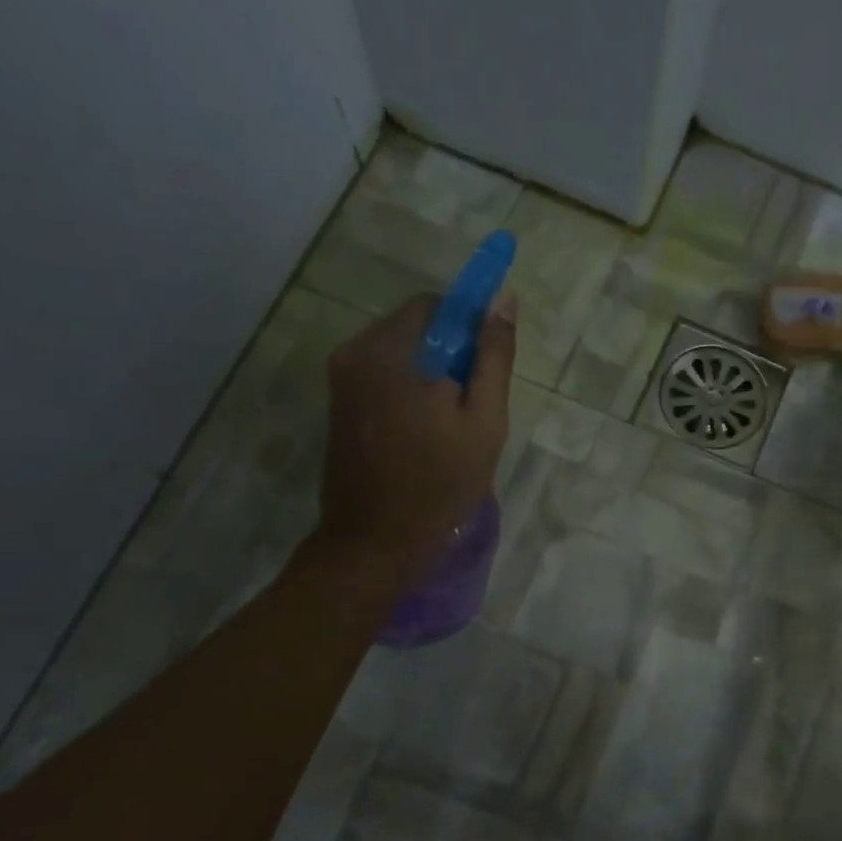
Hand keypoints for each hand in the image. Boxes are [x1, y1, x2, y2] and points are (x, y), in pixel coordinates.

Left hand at [314, 292, 515, 575]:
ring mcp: (341, 378)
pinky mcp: (338, 403)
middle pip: (416, 327)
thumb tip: (503, 299)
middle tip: (471, 406)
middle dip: (450, 355)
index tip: (486, 372)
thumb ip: (494, 357)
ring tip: (449, 425)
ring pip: (401, 353)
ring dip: (431, 374)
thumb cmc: (440, 483)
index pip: (437, 306)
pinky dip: (409, 390)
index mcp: (390, 350)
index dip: (470, 330)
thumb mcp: (484, 421)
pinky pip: (383, 376)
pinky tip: (423, 433)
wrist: (376, 541)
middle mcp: (355, 352)